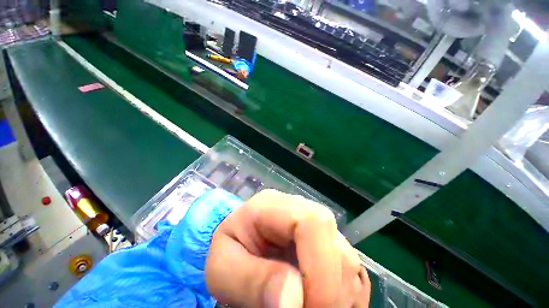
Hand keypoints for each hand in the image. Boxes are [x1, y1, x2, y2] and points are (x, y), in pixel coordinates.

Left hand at [205, 189, 370, 307]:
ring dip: (338, 295)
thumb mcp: (224, 269)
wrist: (241, 242)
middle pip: (335, 243)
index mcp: (273, 205)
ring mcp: (317, 224)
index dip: (321, 269)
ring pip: (348, 258)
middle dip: (330, 291)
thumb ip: (252, 281)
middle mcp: (301, 208)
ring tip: (308, 305)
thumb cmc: (229, 250)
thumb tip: (294, 301)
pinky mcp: (328, 241)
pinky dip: (345, 294)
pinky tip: (322, 300)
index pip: (311, 222)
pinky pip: (352, 269)